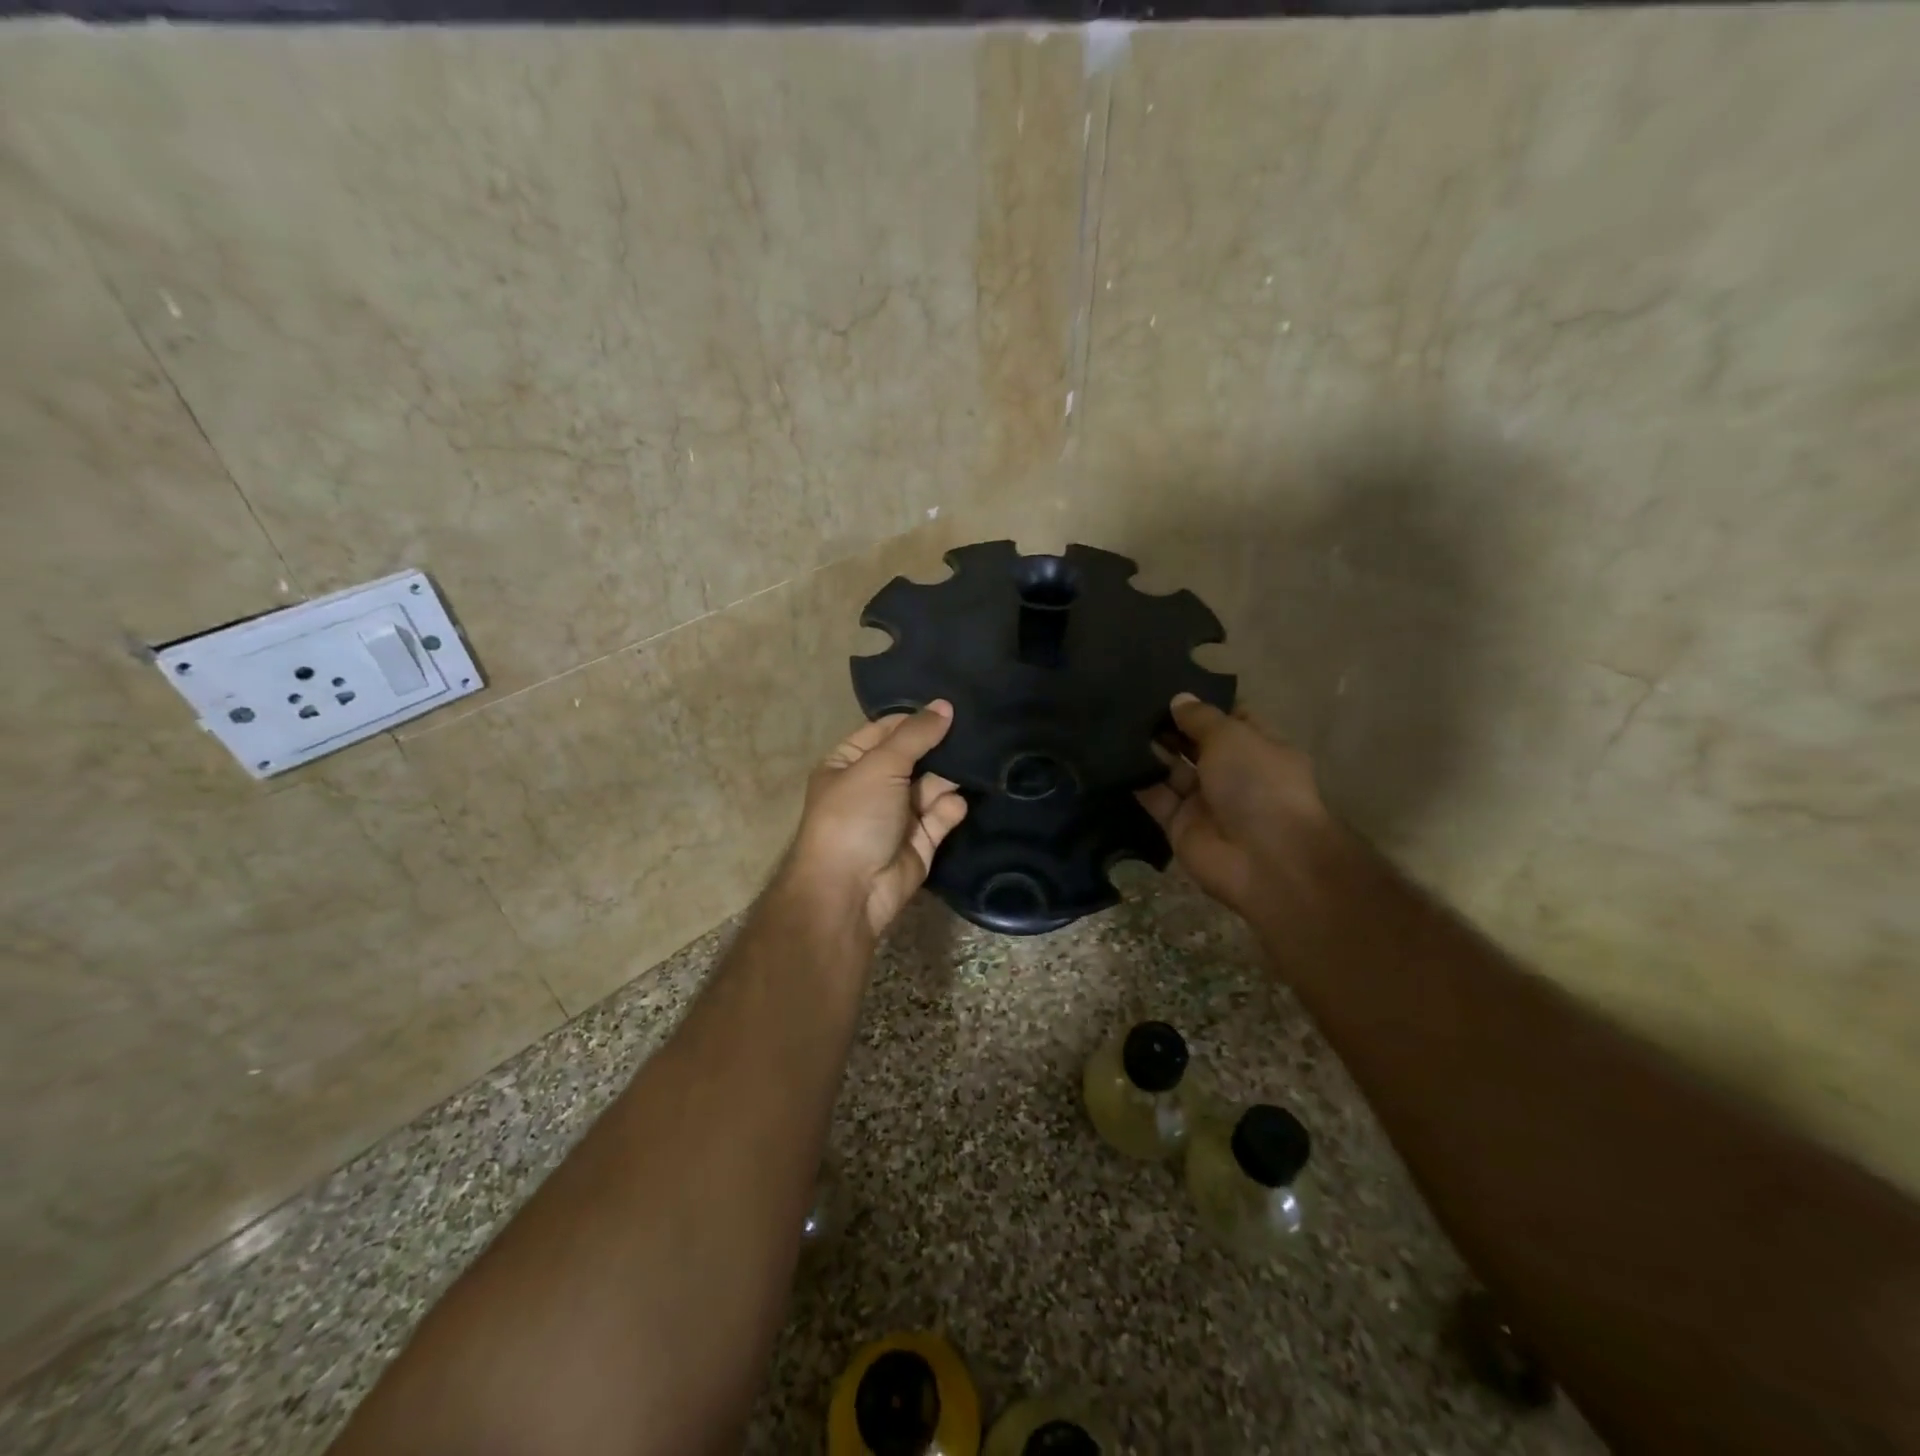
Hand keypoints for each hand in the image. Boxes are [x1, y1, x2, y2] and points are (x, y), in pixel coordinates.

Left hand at [786, 702, 968, 940]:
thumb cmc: (854, 817)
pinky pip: (941, 816)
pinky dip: (951, 808)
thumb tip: (945, 705)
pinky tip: (958, 802)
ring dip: (951, 776)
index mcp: (849, 763)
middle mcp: (873, 786)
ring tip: (981, 759)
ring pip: (932, 786)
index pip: (885, 730)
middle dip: (941, 746)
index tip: (952, 704)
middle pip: (914, 758)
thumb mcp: (880, 765)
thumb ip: (915, 735)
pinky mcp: (920, 842)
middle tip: (979, 727)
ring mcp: (897, 815)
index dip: (915, 718)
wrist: (850, 891)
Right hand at [1136, 693, 1331, 928]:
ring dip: (1150, 750)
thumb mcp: (1232, 737)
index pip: (1231, 719)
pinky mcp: (1179, 825)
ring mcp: (1205, 801)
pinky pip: (1155, 797)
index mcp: (1259, 748)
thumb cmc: (1258, 785)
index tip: (1170, 684)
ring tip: (1118, 722)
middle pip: (1196, 744)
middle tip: (1133, 701)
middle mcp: (1233, 773)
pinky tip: (1113, 757)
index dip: (1204, 704)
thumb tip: (1179, 699)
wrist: (1263, 860)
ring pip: (1172, 770)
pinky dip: (1138, 780)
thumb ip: (1201, 718)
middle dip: (1170, 725)